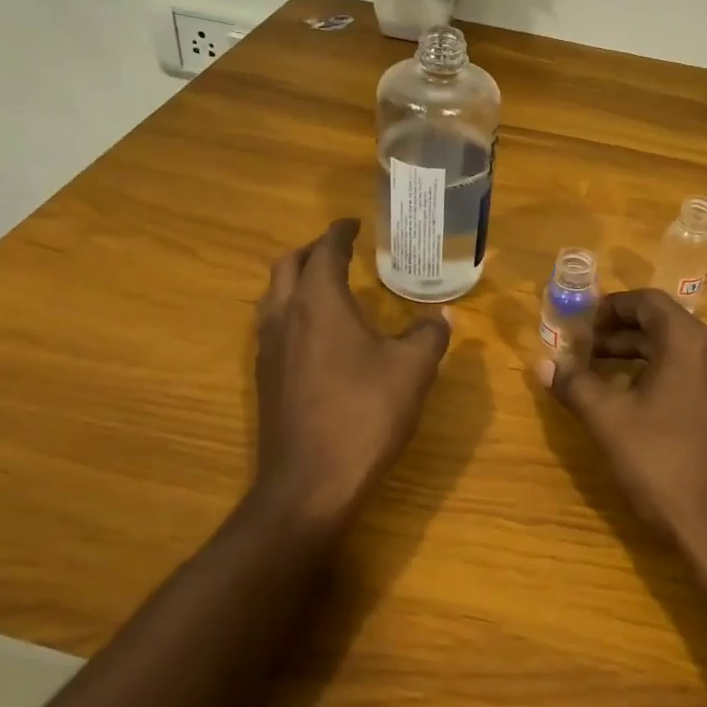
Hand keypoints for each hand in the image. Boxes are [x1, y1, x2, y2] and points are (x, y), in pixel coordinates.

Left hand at [253, 219, 451, 529]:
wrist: (310, 483)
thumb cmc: (365, 414)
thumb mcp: (412, 371)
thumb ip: (429, 335)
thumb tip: (441, 316)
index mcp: (320, 302)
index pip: (325, 250)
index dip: (339, 233)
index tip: (353, 223)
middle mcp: (285, 316)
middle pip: (288, 265)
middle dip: (312, 250)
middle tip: (340, 250)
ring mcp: (269, 348)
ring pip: (274, 295)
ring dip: (297, 280)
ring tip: (327, 285)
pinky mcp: (265, 378)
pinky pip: (273, 325)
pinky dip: (293, 310)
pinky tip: (317, 333)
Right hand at [540, 289, 706, 563]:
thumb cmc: (663, 465)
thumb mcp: (608, 421)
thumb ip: (575, 384)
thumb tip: (543, 363)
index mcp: (692, 343)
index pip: (648, 302)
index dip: (611, 308)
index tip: (583, 327)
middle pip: (668, 327)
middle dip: (624, 337)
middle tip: (588, 355)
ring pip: (687, 355)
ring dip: (647, 359)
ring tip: (612, 380)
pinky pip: (705, 380)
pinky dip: (673, 380)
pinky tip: (651, 411)